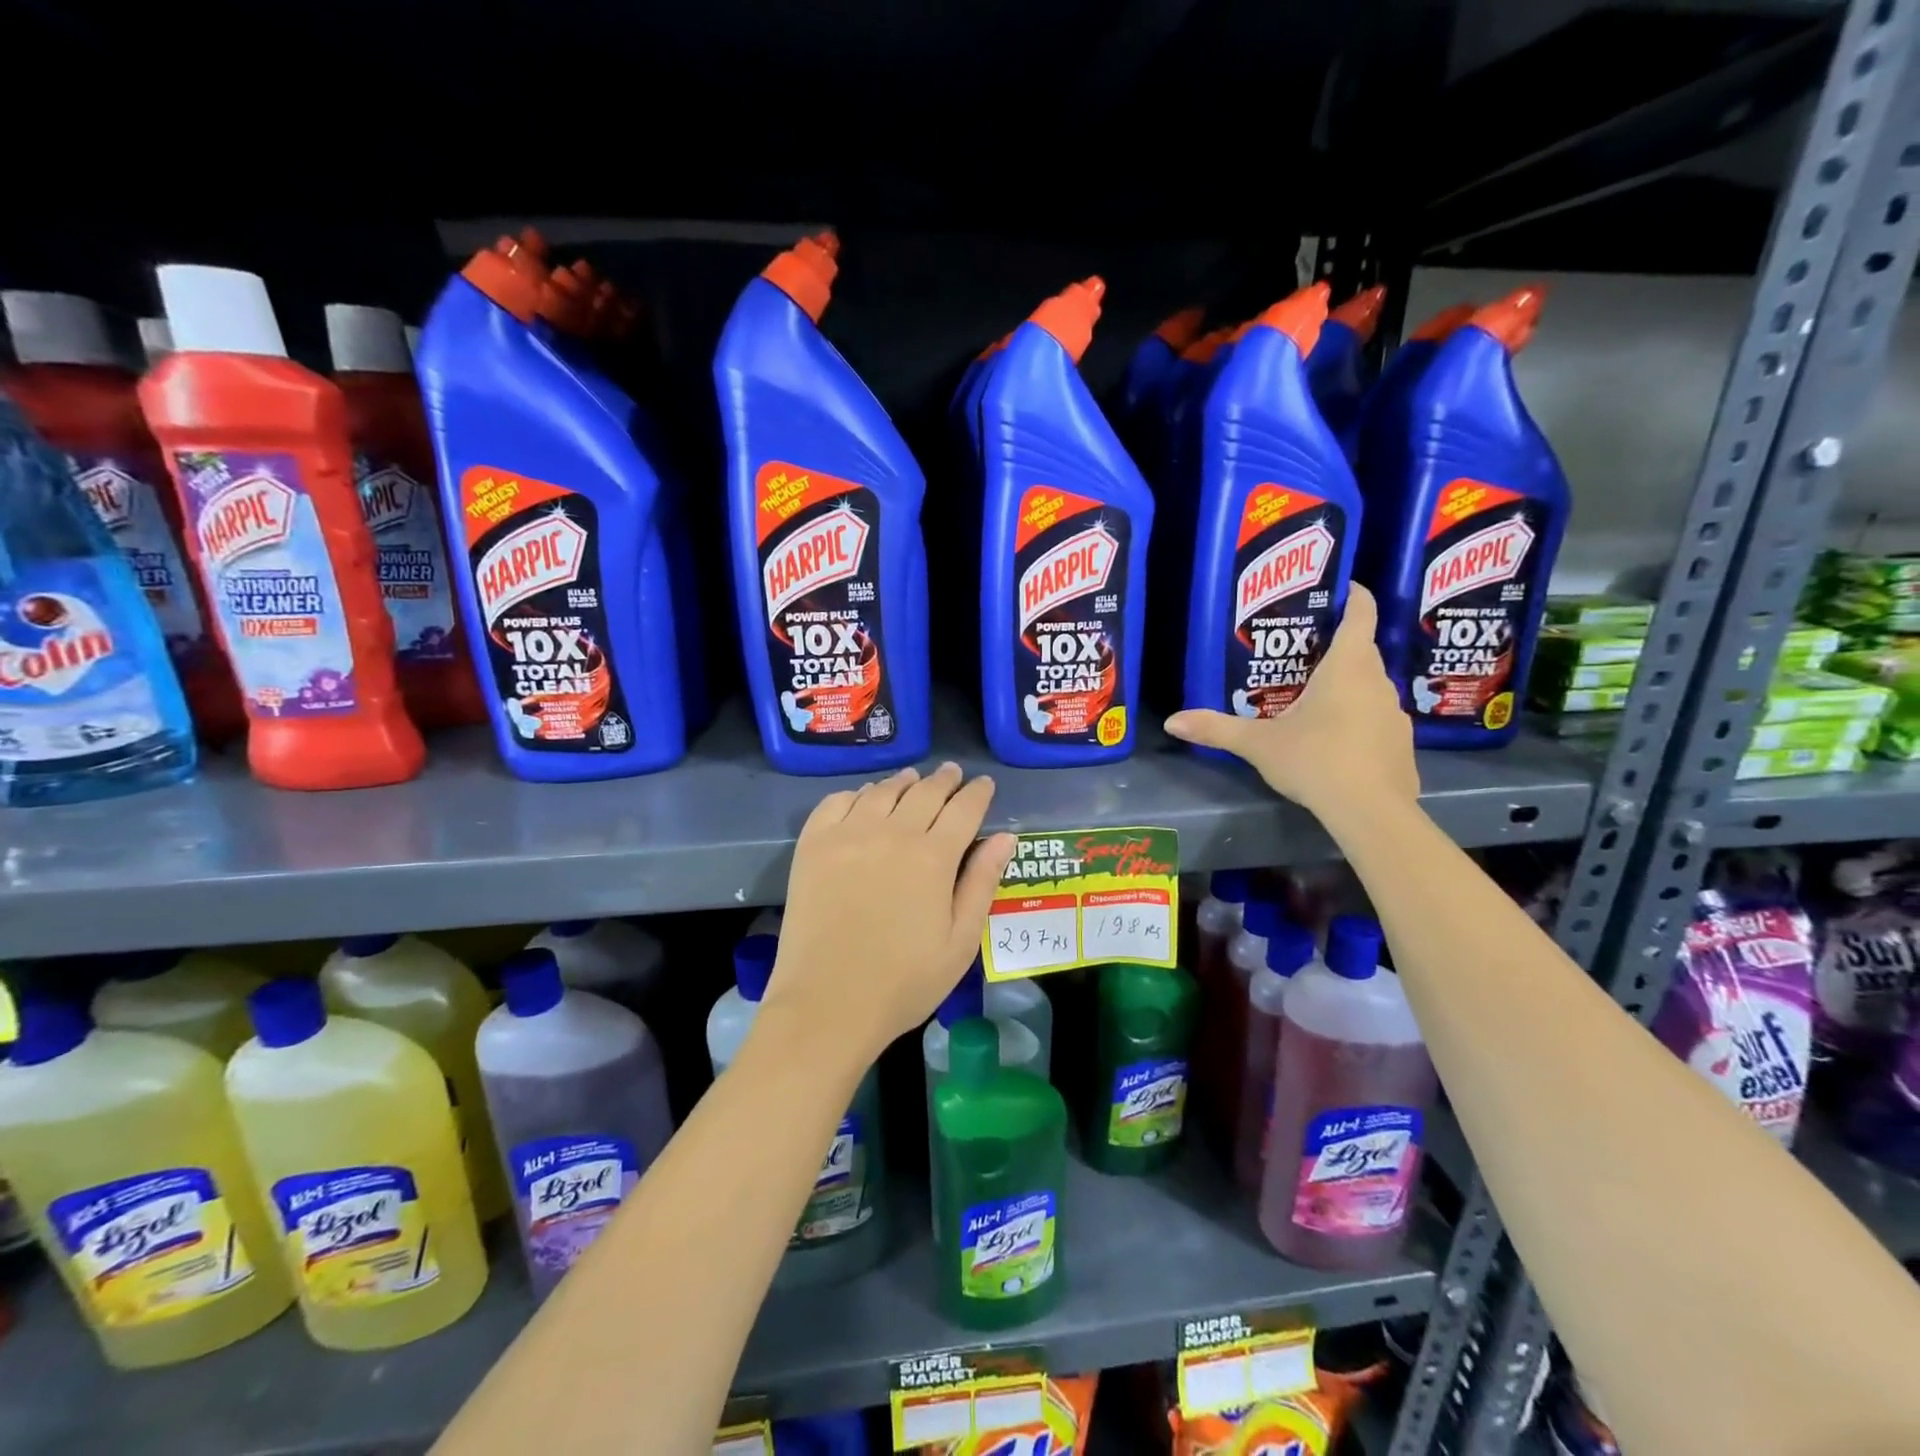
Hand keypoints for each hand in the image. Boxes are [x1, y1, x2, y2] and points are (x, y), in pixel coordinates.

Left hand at [768, 763, 1016, 1064]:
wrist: (826, 1004)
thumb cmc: (904, 982)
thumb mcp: (960, 942)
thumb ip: (982, 883)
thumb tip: (1005, 837)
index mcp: (933, 857)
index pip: (964, 809)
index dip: (978, 793)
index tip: (984, 783)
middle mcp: (892, 833)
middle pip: (925, 792)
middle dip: (945, 780)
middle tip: (953, 773)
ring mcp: (848, 835)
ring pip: (882, 791)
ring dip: (903, 781)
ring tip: (913, 778)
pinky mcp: (813, 845)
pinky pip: (837, 802)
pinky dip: (856, 793)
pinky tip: (864, 798)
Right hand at [1164, 584, 1418, 818]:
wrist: (1371, 812)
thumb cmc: (1315, 760)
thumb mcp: (1258, 744)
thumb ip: (1216, 729)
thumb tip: (1171, 721)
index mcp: (1347, 667)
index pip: (1361, 614)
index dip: (1353, 595)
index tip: (1340, 587)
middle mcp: (1378, 682)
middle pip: (1363, 651)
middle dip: (1336, 646)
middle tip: (1301, 652)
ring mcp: (1395, 714)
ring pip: (1370, 686)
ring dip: (1348, 685)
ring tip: (1314, 697)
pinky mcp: (1401, 744)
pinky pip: (1377, 719)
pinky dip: (1359, 719)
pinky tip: (1336, 741)